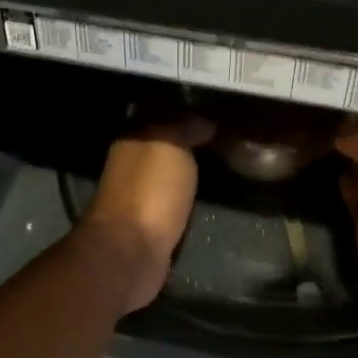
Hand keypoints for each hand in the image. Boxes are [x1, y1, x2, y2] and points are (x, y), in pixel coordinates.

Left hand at [78, 111, 213, 313]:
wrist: (132, 250)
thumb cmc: (151, 190)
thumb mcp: (171, 142)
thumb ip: (184, 125)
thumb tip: (203, 122)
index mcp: (132, 136)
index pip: (157, 109)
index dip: (183, 107)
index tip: (214, 107)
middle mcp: (131, 161)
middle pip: (163, 141)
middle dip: (189, 137)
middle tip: (227, 135)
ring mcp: (138, 193)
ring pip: (168, 170)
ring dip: (189, 167)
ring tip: (224, 162)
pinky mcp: (149, 222)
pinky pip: (173, 198)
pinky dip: (188, 193)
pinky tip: (207, 192)